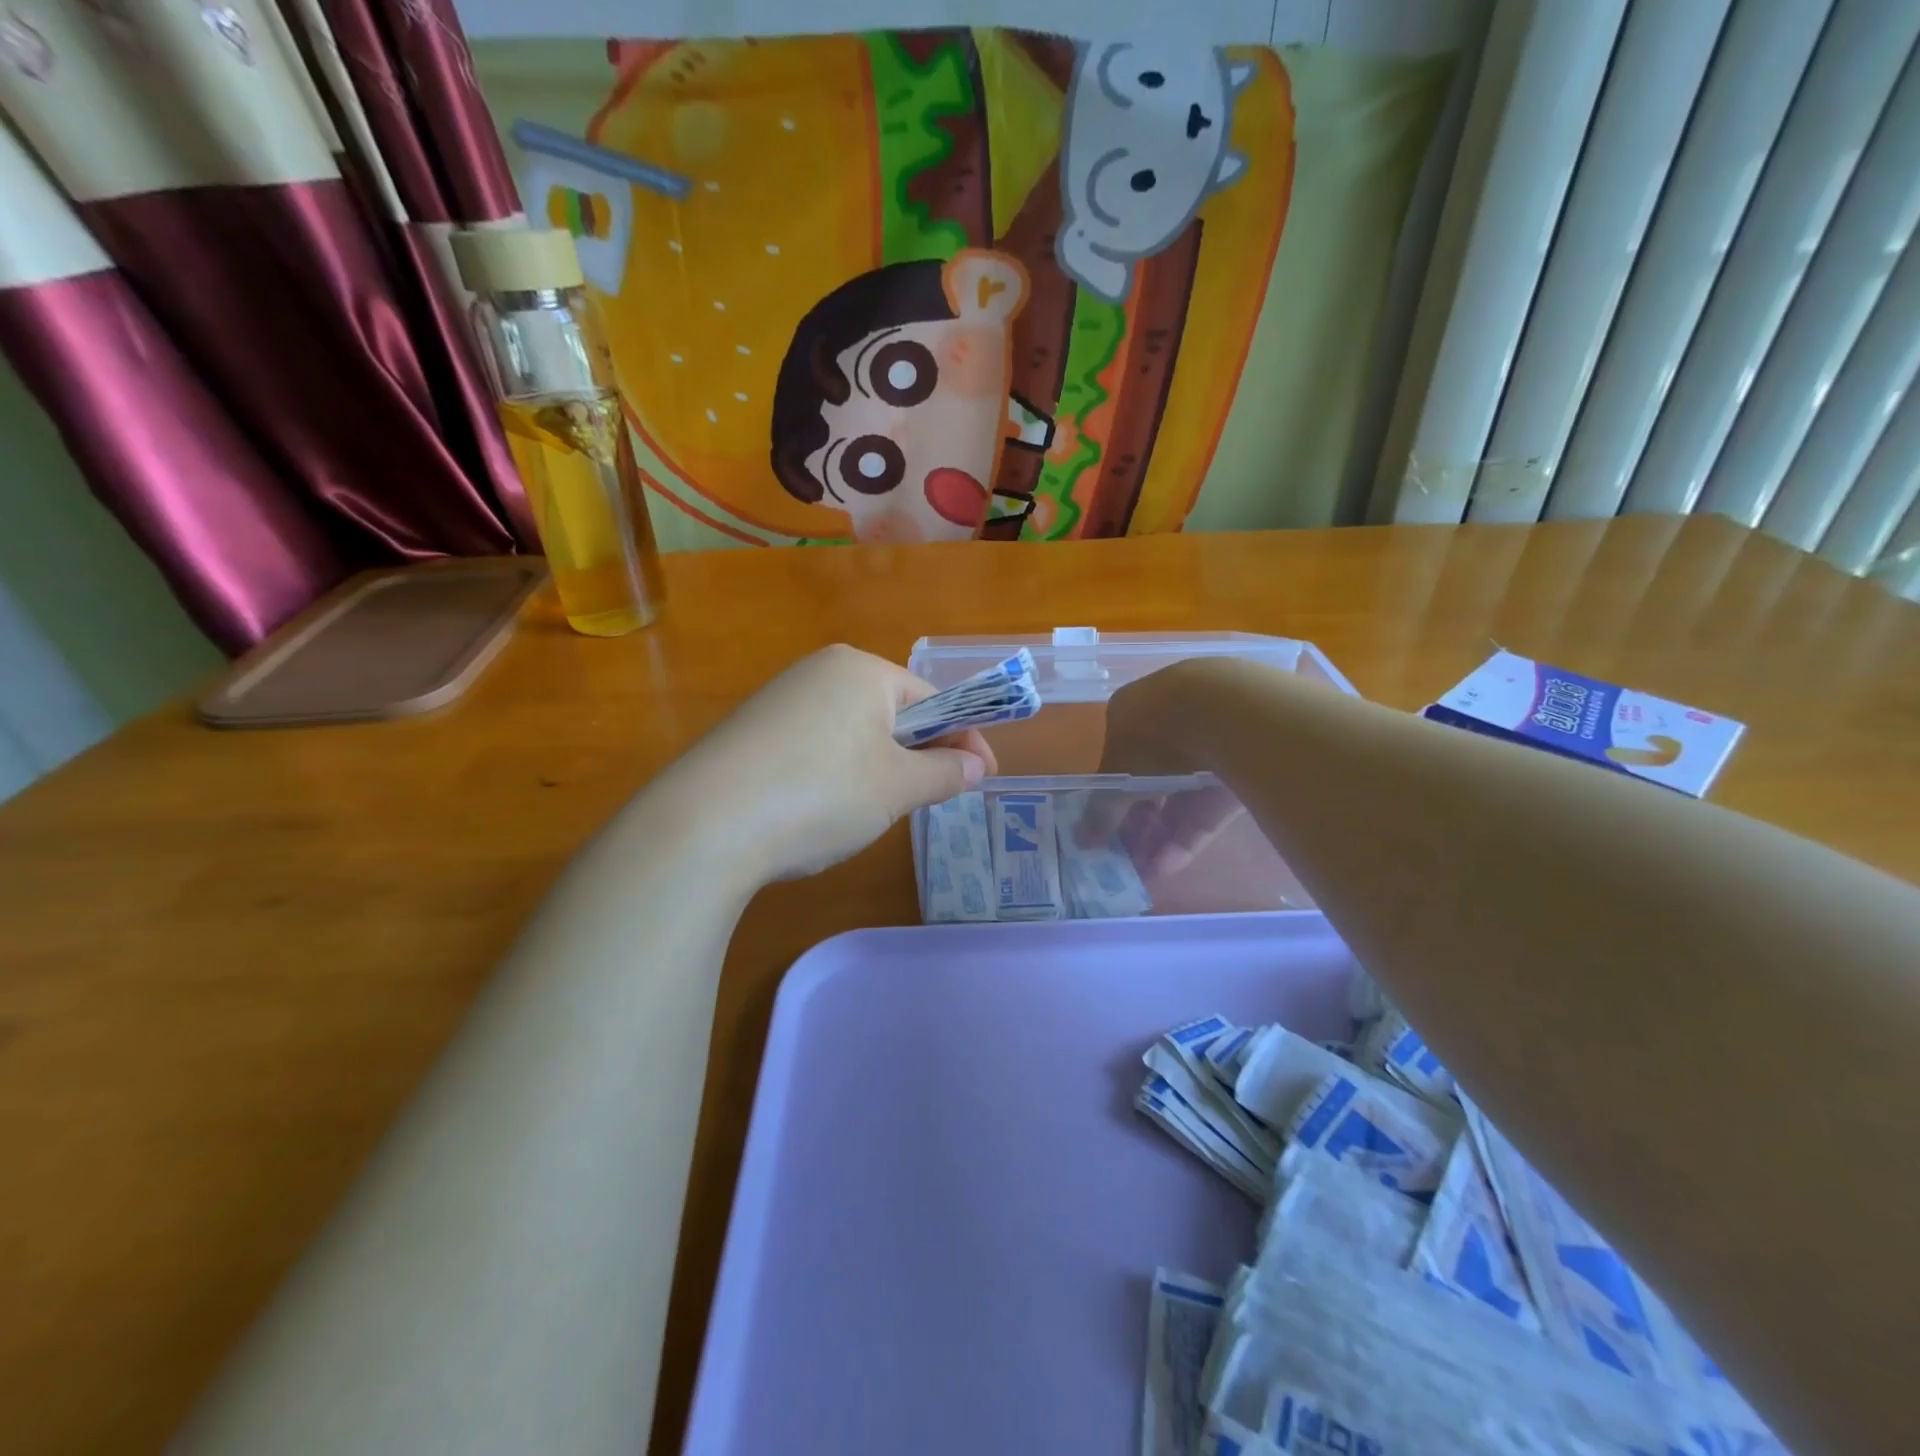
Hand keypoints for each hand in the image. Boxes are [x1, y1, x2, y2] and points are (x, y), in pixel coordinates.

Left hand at [656, 645, 996, 883]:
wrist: (704, 826)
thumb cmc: (821, 794)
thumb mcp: (897, 787)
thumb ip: (943, 772)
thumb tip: (973, 766)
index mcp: (861, 670)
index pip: (931, 699)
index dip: (962, 739)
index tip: (980, 777)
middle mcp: (818, 671)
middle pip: (890, 713)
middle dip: (916, 755)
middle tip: (926, 799)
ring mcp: (778, 700)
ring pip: (851, 733)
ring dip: (876, 769)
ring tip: (869, 812)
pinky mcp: (748, 733)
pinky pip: (813, 747)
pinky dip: (832, 776)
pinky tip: (818, 811)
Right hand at [1082, 661, 1246, 876]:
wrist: (1228, 714)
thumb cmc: (1153, 736)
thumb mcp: (1117, 777)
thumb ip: (1100, 812)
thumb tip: (1080, 841)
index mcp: (1133, 714)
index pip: (1117, 761)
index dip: (1110, 800)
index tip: (1103, 832)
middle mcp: (1169, 725)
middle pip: (1149, 782)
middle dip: (1136, 824)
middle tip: (1124, 859)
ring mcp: (1208, 745)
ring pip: (1180, 797)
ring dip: (1160, 836)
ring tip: (1146, 873)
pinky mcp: (1239, 769)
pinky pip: (1208, 806)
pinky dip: (1189, 834)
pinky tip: (1171, 865)